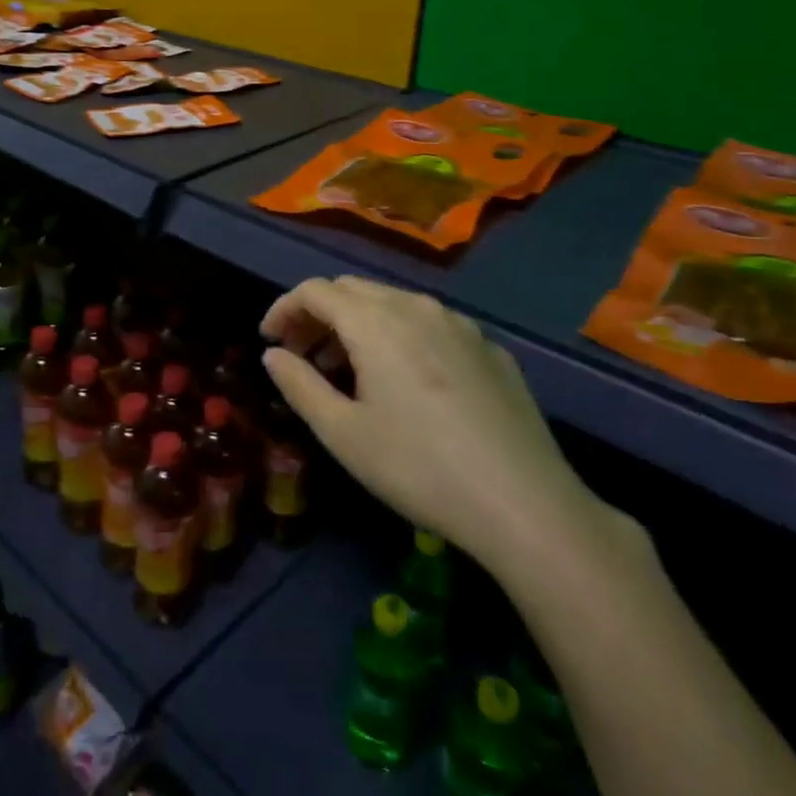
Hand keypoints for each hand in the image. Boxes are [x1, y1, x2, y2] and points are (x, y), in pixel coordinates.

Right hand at [261, 277, 604, 578]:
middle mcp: (416, 307)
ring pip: (392, 303)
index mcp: (376, 321)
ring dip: (358, 324)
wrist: (526, 505)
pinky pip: (429, 324)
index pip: (315, 291)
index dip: (284, 308)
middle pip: (352, 291)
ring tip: (347, 369)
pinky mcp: (489, 349)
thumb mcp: (343, 434)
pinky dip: (399, 336)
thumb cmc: (419, 468)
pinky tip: (405, 382)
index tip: (269, 339)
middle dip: (318, 315)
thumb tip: (273, 355)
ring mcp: (459, 325)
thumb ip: (299, 385)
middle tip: (302, 355)